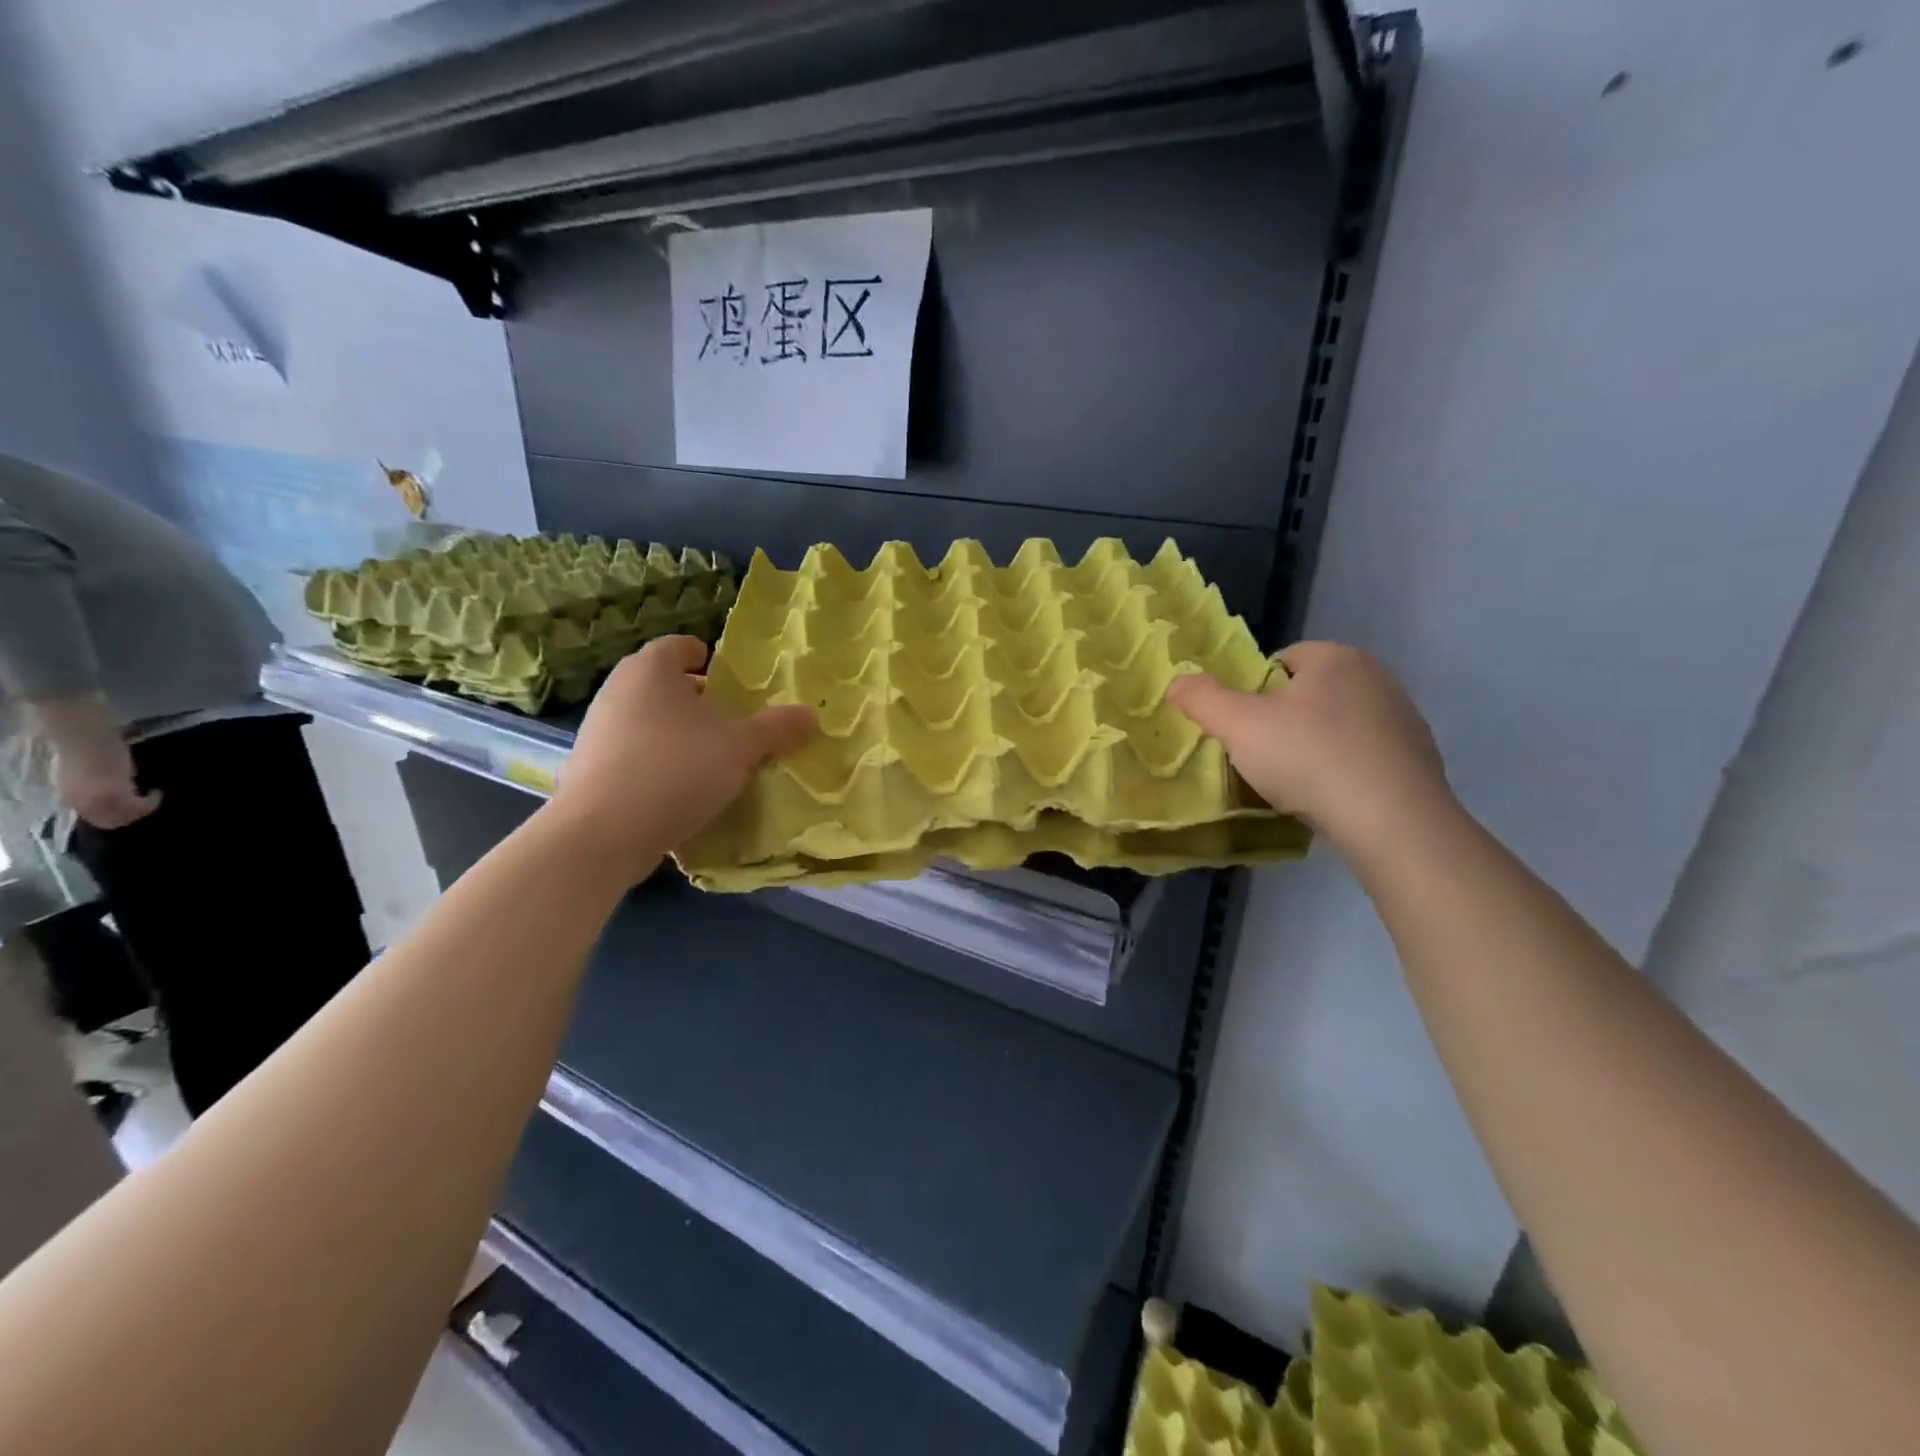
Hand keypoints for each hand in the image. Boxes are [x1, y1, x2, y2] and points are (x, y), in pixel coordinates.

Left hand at [52, 734, 160, 830]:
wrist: (84, 738)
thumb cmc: (81, 749)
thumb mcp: (81, 774)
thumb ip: (90, 788)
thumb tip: (106, 795)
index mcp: (71, 799)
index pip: (94, 818)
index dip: (113, 814)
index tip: (127, 803)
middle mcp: (83, 804)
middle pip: (110, 822)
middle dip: (129, 816)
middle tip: (143, 805)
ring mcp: (99, 801)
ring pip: (127, 817)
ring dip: (143, 810)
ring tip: (153, 796)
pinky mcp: (117, 795)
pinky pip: (140, 806)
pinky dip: (152, 801)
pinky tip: (157, 791)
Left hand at [543, 636, 815, 876]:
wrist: (601, 833)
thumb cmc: (676, 769)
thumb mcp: (741, 748)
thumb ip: (778, 728)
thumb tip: (811, 714)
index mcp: (651, 669)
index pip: (680, 645)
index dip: (708, 658)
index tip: (731, 681)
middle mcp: (618, 689)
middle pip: (664, 684)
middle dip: (697, 700)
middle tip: (731, 723)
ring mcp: (597, 729)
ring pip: (648, 719)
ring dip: (678, 734)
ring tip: (711, 760)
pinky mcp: (589, 768)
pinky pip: (633, 753)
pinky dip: (657, 762)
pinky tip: (680, 791)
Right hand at [1166, 641, 1452, 854]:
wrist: (1392, 821)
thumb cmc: (1308, 758)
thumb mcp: (1238, 726)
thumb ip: (1201, 698)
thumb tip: (1178, 682)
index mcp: (1337, 658)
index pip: (1283, 659)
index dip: (1254, 691)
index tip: (1244, 727)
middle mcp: (1377, 677)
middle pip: (1311, 692)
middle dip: (1285, 718)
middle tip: (1262, 754)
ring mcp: (1403, 719)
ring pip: (1339, 724)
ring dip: (1315, 745)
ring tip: (1296, 782)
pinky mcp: (1418, 760)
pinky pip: (1364, 756)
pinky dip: (1344, 770)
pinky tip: (1330, 798)